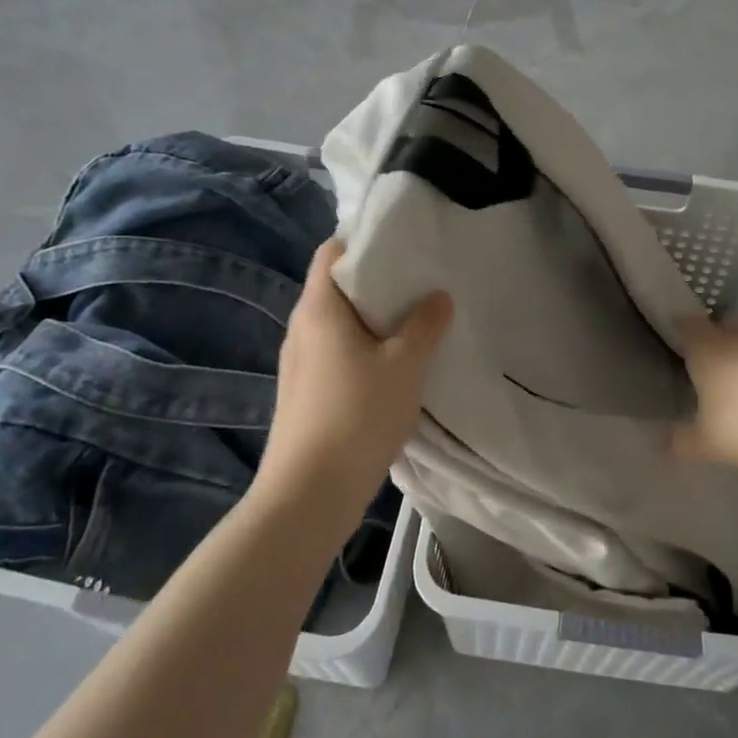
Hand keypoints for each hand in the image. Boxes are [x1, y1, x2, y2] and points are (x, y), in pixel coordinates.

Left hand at [261, 240, 452, 516]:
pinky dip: (364, 349)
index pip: (332, 252)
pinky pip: (337, 353)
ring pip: (339, 324)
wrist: (308, 496)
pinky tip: (395, 366)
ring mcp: (300, 363)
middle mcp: (302, 328)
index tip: (403, 244)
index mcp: (319, 308)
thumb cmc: (357, 415)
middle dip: (377, 282)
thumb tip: (438, 296)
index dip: (363, 241)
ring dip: (373, 320)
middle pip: (337, 287)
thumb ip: (424, 324)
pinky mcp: (305, 393)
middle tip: (420, 282)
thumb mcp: (404, 365)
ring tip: (416, 321)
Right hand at [669, 317, 737, 468]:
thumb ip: (681, 442)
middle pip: (722, 327)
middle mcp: (737, 338)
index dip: (681, 327)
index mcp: (707, 349)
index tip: (676, 334)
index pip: (687, 325)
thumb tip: (660, 441)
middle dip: (716, 337)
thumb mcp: (708, 442)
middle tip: (708, 357)